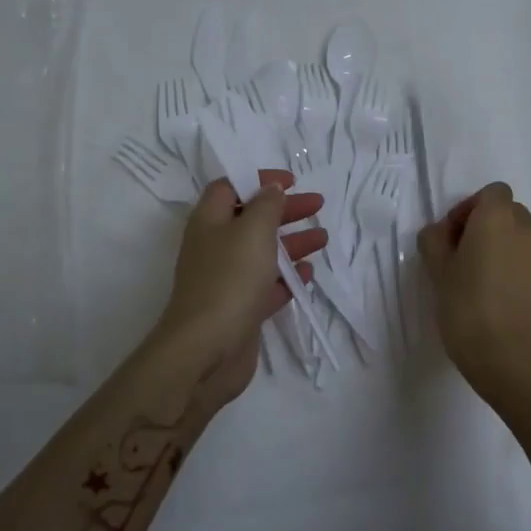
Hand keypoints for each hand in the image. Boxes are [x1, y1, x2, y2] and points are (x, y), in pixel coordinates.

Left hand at [149, 170, 327, 407]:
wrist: (207, 350)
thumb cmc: (230, 279)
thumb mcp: (252, 230)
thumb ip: (266, 205)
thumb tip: (272, 189)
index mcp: (209, 221)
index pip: (230, 187)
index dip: (258, 180)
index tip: (291, 182)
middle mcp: (215, 247)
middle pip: (251, 218)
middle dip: (284, 210)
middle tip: (317, 205)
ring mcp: (227, 280)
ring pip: (263, 252)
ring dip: (292, 242)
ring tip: (323, 238)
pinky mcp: (240, 309)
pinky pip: (267, 285)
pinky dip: (288, 276)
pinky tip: (310, 273)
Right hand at [418, 182, 530, 410]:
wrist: (509, 361)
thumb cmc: (465, 308)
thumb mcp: (436, 270)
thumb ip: (434, 239)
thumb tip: (442, 232)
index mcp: (498, 219)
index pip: (492, 192)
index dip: (472, 208)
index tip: (455, 236)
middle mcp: (530, 232)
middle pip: (512, 215)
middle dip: (491, 229)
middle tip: (467, 259)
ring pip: (527, 245)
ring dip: (509, 254)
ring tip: (488, 286)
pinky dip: (524, 281)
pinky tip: (507, 307)